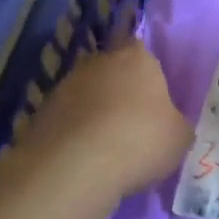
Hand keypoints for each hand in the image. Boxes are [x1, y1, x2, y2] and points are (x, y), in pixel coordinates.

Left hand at [4, 39, 190, 200]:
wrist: (73, 169)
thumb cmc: (139, 140)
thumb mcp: (179, 137)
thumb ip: (175, 124)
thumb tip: (170, 126)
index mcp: (136, 57)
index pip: (141, 49)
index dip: (147, 71)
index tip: (153, 95)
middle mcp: (97, 62)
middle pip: (111, 70)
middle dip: (120, 91)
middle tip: (133, 122)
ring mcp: (64, 87)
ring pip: (86, 95)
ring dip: (94, 113)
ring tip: (107, 147)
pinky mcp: (39, 115)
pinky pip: (66, 121)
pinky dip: (74, 135)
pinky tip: (84, 159)